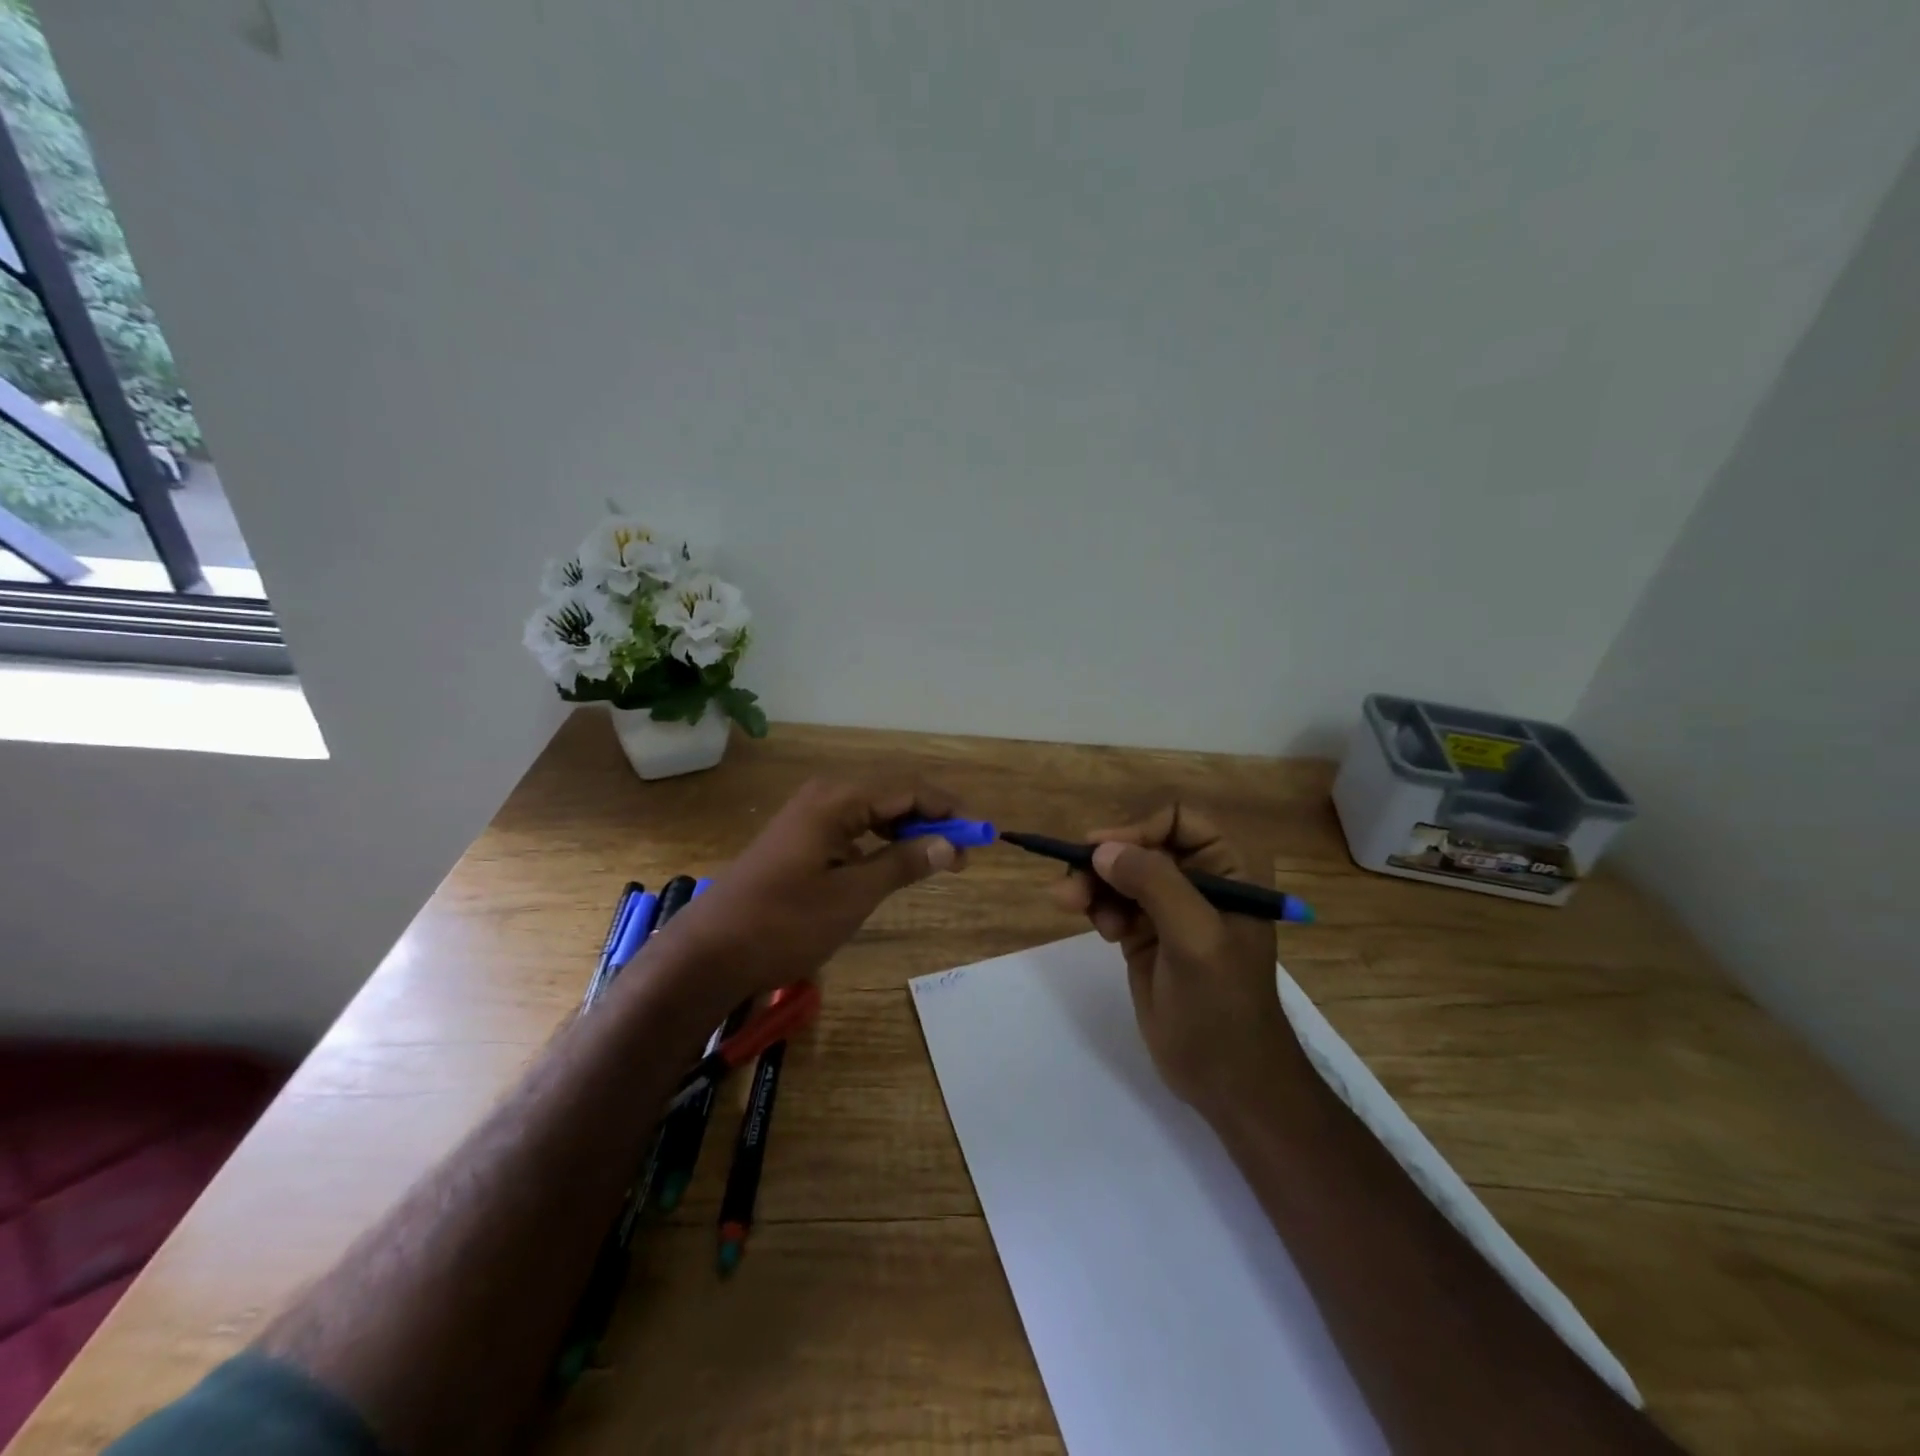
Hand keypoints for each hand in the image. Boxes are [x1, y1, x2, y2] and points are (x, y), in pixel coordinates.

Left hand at [652, 778, 966, 1011]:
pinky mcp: (800, 838)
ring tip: (938, 860)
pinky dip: (881, 842)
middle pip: (893, 795)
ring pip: (873, 811)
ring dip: (908, 831)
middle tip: (963, 853)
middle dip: (932, 819)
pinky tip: (894, 863)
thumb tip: (948, 844)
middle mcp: (824, 796)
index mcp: (838, 799)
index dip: (950, 810)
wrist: (710, 953)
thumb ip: (903, 863)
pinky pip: (853, 827)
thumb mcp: (853, 895)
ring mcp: (809, 816)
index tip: (982, 835)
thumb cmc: (785, 923)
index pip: (909, 789)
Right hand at [1049, 805, 1312, 1120]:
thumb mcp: (1195, 939)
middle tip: (1071, 883)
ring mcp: (1171, 909)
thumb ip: (1154, 885)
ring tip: (1072, 905)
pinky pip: (1113, 903)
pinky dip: (1098, 907)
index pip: (1179, 821)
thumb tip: (1102, 849)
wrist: (1227, 1081)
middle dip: (1106, 860)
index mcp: (1230, 871)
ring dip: (1094, 884)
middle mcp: (1200, 881)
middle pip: (1142, 845)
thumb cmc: (1223, 1007)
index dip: (1139, 829)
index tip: (1102, 852)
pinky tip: (1100, 931)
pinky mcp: (1146, 935)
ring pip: (1121, 874)